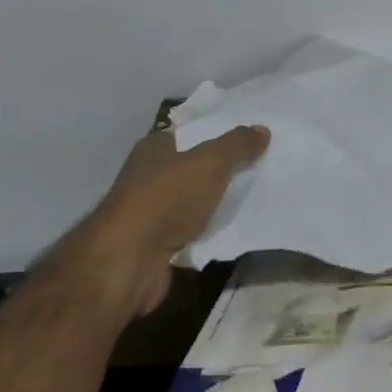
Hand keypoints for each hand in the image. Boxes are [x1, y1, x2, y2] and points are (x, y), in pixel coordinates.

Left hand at [78, 124, 269, 315]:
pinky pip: (191, 230)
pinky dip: (208, 230)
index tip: (251, 137)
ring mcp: (150, 211)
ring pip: (192, 199)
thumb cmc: (167, 199)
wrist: (128, 261)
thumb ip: (238, 144)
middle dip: (222, 168)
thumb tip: (262, 129)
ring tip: (253, 197)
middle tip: (260, 166)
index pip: (192, 132)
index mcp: (155, 147)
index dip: (219, 132)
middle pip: (193, 166)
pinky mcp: (155, 244)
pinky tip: (233, 229)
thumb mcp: (211, 162)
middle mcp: (148, 175)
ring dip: (216, 201)